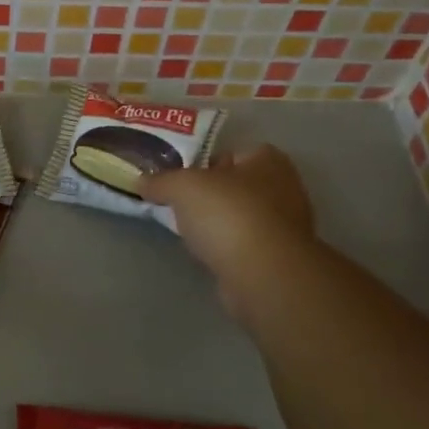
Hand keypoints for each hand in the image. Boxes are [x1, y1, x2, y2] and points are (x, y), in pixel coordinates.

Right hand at [142, 144, 320, 321]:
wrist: (264, 276)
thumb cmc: (228, 215)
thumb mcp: (182, 186)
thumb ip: (160, 180)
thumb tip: (142, 181)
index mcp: (268, 159)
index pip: (232, 152)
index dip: (204, 161)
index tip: (180, 176)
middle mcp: (285, 188)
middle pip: (235, 185)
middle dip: (210, 194)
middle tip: (179, 202)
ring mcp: (287, 227)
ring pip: (240, 216)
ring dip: (218, 223)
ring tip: (188, 230)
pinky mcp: (280, 259)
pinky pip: (245, 244)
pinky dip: (227, 247)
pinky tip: (207, 254)